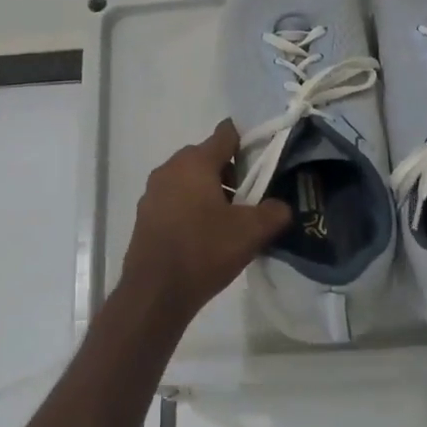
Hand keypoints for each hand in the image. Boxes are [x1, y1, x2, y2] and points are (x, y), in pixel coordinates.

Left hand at [120, 121, 291, 326]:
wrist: (155, 292)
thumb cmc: (204, 251)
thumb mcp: (251, 232)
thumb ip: (274, 212)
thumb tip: (281, 205)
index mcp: (195, 161)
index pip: (225, 134)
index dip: (247, 141)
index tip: (263, 158)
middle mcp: (170, 168)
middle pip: (207, 157)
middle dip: (230, 171)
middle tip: (249, 197)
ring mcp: (153, 191)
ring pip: (189, 179)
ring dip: (209, 191)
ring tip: (228, 220)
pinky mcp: (145, 214)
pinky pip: (175, 199)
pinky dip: (191, 207)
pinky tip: (204, 234)